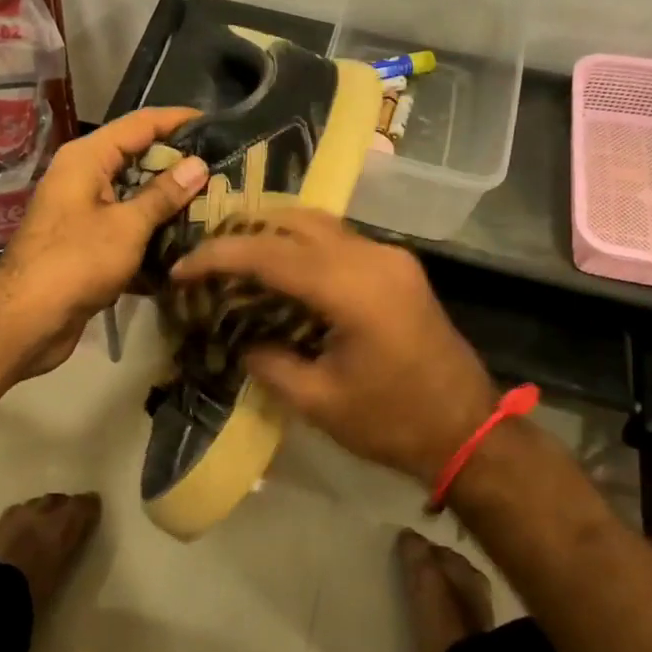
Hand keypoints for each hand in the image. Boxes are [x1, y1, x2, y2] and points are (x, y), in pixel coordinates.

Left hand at [0, 107, 208, 374]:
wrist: (26, 320)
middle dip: (177, 164)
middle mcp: (81, 176)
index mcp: (87, 158)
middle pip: (136, 158)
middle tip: (223, 169)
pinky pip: (124, 225)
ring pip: (132, 195)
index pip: (140, 123)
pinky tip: (184, 241)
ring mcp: (81, 210)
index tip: (216, 124)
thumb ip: (163, 194)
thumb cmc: (77, 261)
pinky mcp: (85, 243)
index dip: (177, 120)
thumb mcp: (127, 225)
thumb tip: (198, 164)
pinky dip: (150, 230)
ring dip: (167, 201)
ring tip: (213, 202)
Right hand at [170, 210, 497, 480]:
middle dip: (243, 232)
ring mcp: (390, 256)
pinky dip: (301, 245)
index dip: (218, 256)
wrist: (468, 430)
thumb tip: (240, 337)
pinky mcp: (398, 266)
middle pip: (293, 221)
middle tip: (206, 258)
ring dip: (273, 233)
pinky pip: (338, 239)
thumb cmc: (392, 422)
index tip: (182, 268)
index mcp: (352, 288)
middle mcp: (372, 256)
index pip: (269, 253)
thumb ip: (269, 361)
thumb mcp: (318, 401)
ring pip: (318, 223)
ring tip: (235, 258)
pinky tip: (280, 268)